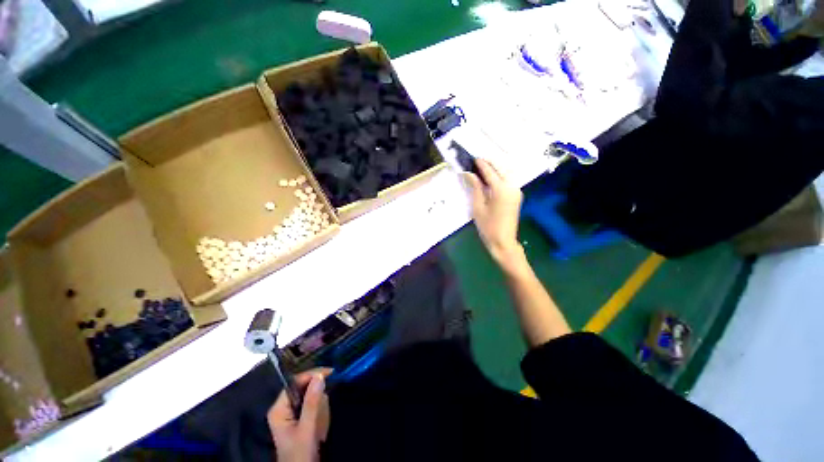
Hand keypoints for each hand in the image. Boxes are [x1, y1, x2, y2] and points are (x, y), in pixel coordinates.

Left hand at [267, 369, 332, 461]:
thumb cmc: (300, 454)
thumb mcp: (307, 429)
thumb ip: (312, 402)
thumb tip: (320, 376)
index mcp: (279, 409)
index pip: (294, 382)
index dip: (311, 375)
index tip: (330, 373)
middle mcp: (284, 408)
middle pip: (303, 388)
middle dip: (317, 397)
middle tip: (323, 411)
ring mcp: (292, 413)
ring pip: (311, 397)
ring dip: (320, 408)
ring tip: (320, 426)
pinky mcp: (300, 418)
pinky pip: (314, 406)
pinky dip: (320, 413)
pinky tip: (320, 427)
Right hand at [463, 159, 525, 271]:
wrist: (503, 241)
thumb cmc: (487, 226)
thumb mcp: (478, 207)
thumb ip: (475, 188)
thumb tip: (469, 174)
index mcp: (501, 190)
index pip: (490, 172)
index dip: (481, 164)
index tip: (473, 158)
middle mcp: (512, 187)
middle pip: (501, 168)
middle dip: (490, 162)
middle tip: (478, 161)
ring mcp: (516, 191)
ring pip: (507, 172)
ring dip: (496, 167)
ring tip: (483, 167)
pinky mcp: (516, 196)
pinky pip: (509, 180)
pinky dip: (500, 175)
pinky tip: (491, 177)